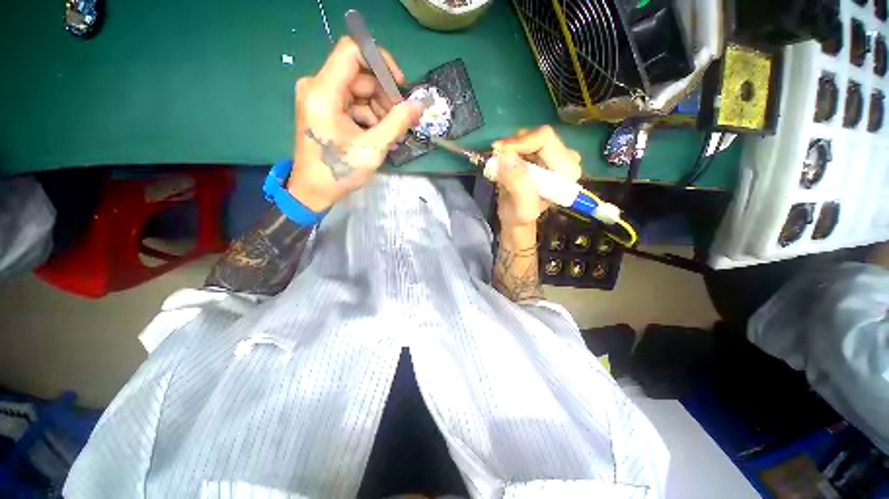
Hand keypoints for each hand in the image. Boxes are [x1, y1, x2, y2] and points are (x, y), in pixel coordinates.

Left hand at [287, 37, 422, 211]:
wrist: (313, 190)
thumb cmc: (339, 171)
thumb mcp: (373, 148)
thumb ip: (397, 123)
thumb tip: (419, 105)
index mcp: (324, 91)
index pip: (353, 51)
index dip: (381, 61)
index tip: (400, 86)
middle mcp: (318, 86)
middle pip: (360, 75)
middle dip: (384, 96)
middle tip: (400, 121)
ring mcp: (320, 97)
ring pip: (359, 90)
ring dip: (379, 110)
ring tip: (390, 135)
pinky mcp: (324, 109)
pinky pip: (353, 103)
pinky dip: (369, 116)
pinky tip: (378, 136)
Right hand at [492, 126, 581, 229]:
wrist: (516, 218)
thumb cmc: (521, 216)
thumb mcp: (521, 207)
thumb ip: (518, 183)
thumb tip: (506, 156)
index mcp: (567, 170)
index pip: (545, 139)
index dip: (520, 142)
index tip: (499, 151)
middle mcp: (566, 158)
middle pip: (537, 135)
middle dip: (513, 145)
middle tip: (496, 156)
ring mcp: (554, 153)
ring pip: (528, 136)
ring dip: (510, 148)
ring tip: (500, 164)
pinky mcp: (541, 153)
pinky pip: (523, 141)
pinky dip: (510, 150)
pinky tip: (504, 163)